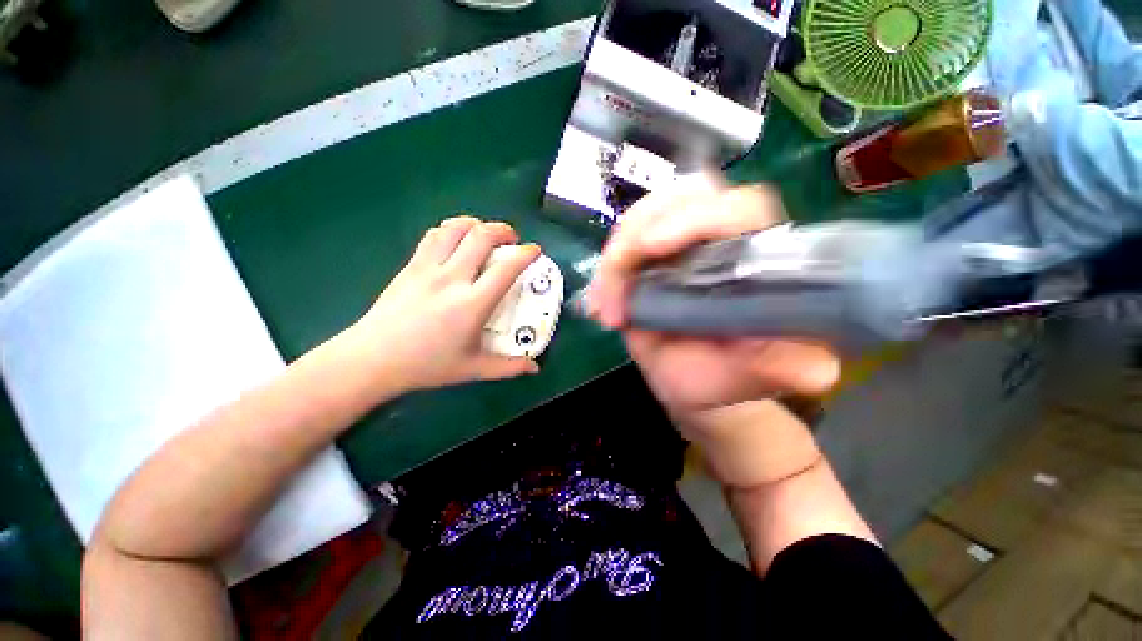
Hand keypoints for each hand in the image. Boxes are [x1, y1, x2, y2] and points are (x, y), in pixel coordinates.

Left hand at [347, 216, 541, 393]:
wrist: (373, 358)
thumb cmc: (427, 365)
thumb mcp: (473, 369)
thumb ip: (508, 366)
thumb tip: (535, 368)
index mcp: (472, 304)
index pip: (506, 269)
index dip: (526, 255)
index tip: (535, 251)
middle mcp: (452, 279)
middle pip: (482, 236)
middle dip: (503, 230)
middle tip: (512, 240)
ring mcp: (428, 268)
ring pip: (456, 228)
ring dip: (476, 225)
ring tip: (485, 235)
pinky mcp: (411, 265)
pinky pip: (434, 235)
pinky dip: (451, 230)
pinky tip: (457, 241)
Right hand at [587, 179, 840, 425]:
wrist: (693, 383)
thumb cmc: (725, 380)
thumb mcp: (750, 380)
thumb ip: (783, 370)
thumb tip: (813, 367)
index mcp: (758, 258)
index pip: (738, 209)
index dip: (694, 218)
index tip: (652, 249)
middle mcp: (720, 241)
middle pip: (684, 196)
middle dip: (641, 227)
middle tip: (617, 273)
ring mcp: (680, 246)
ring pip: (645, 216)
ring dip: (617, 253)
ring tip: (607, 303)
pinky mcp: (649, 259)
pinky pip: (622, 245)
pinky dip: (605, 271)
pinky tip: (599, 305)